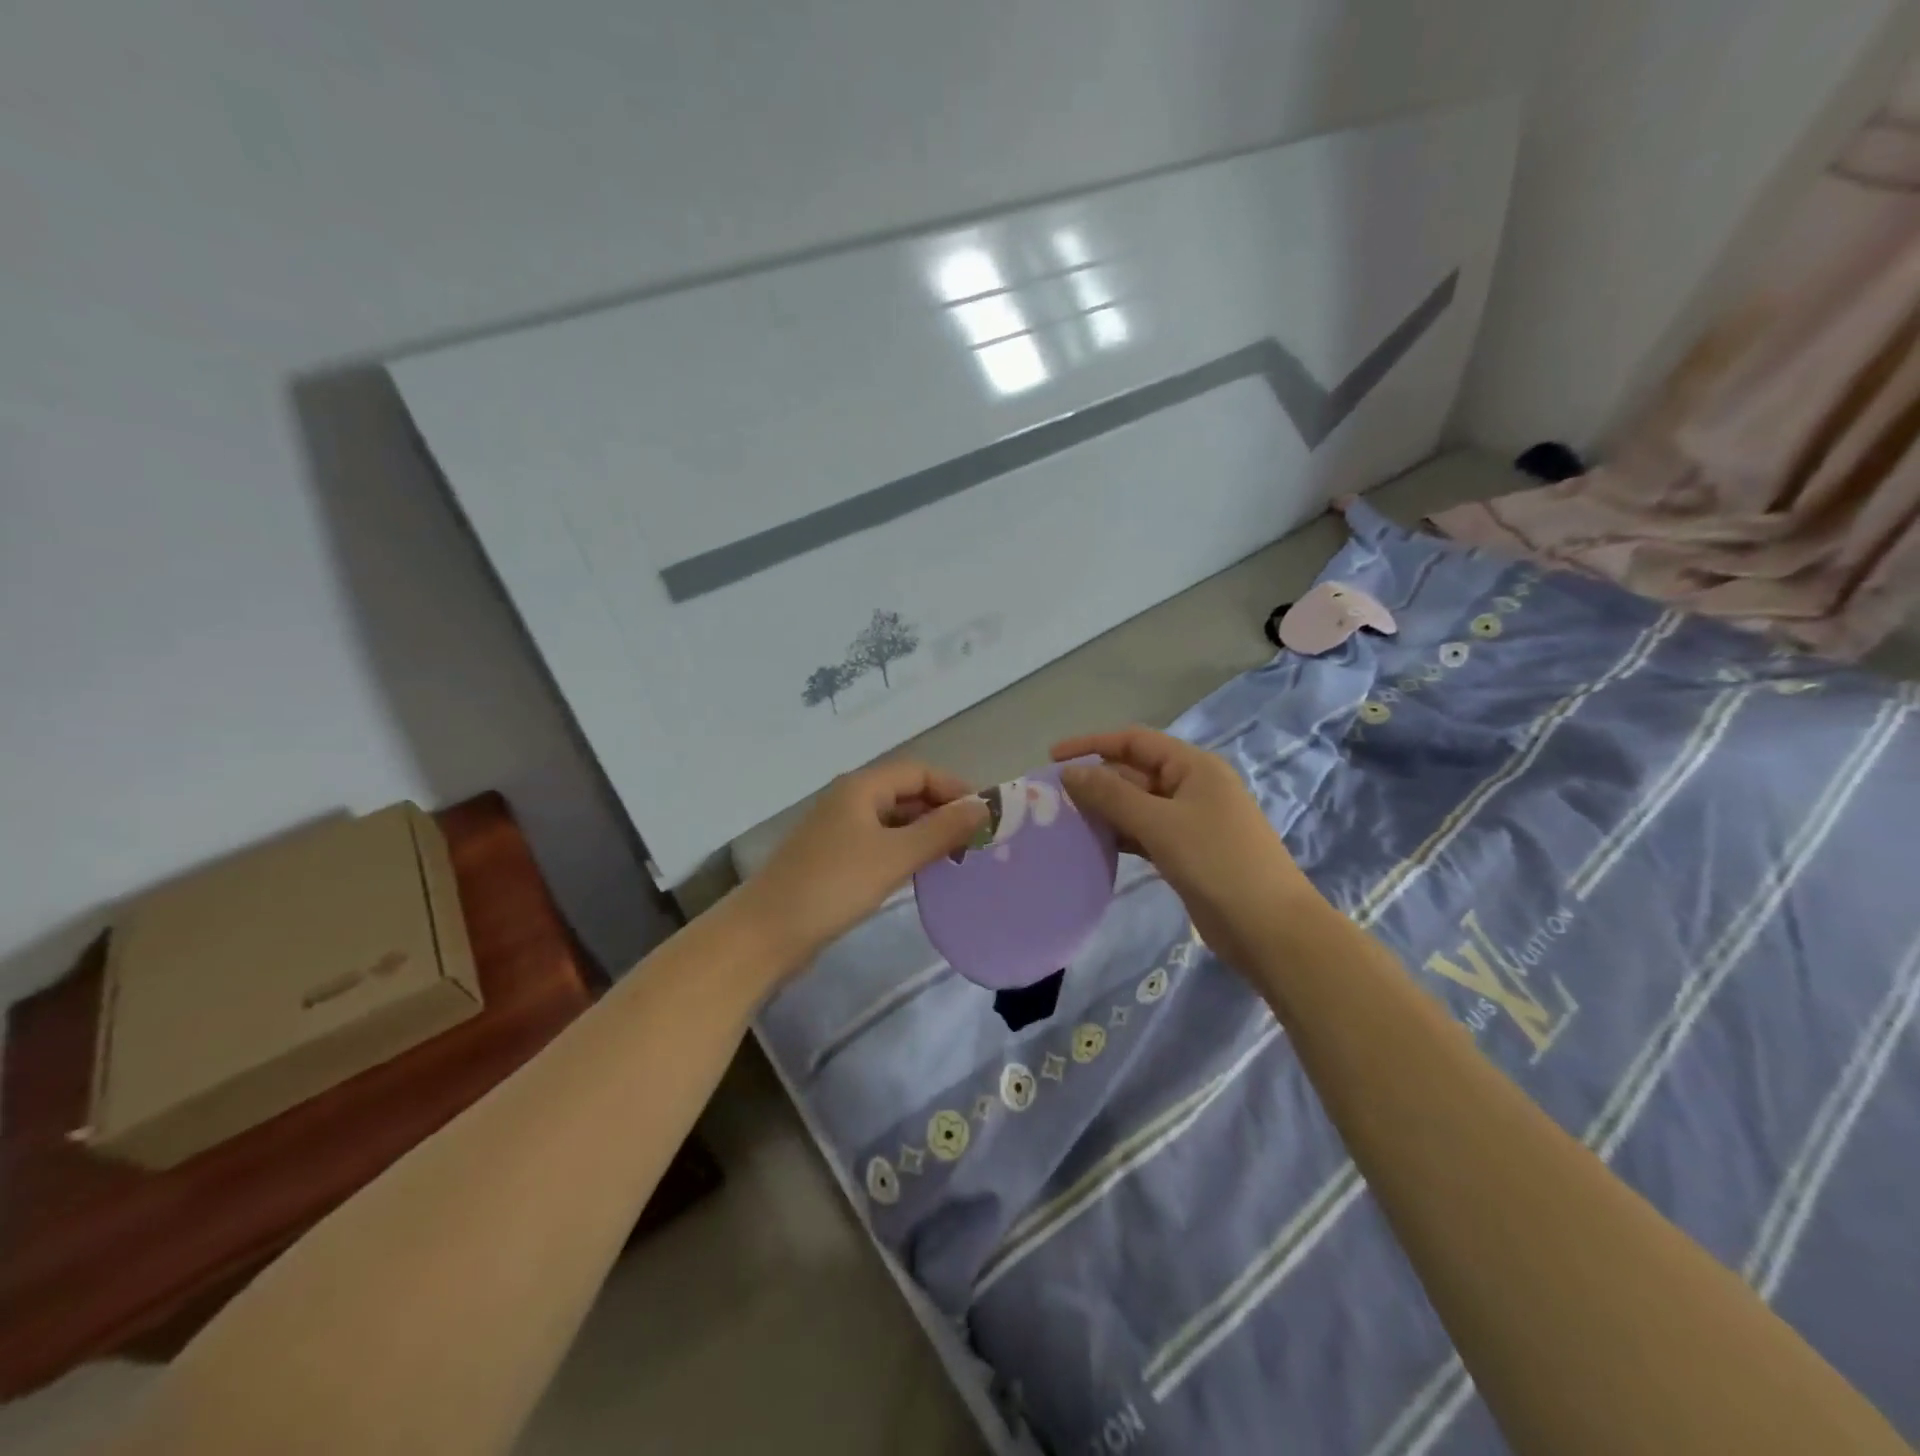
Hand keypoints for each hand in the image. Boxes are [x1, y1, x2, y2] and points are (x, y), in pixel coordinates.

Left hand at [737, 760, 987, 970]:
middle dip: (943, 811)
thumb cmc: (833, 886)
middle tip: (979, 839)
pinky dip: (906, 850)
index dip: (955, 787)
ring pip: (895, 820)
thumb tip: (985, 807)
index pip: (919, 772)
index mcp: (862, 787)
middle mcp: (851, 800)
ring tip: (959, 857)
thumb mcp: (894, 855)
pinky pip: (881, 843)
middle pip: (907, 793)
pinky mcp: (835, 858)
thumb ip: (941, 830)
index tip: (987, 815)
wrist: (766, 932)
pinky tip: (924, 871)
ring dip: (926, 832)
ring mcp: (840, 830)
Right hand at [1054, 727, 1323, 971]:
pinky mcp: (1187, 852)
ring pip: (1137, 805)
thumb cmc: (1217, 863)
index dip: (1092, 744)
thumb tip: (1069, 772)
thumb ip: (1112, 795)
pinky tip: (1093, 845)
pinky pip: (1145, 833)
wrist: (1270, 928)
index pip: (1134, 741)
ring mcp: (1191, 821)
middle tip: (1051, 799)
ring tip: (1064, 821)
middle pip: (1134, 772)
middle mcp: (1192, 786)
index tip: (1052, 758)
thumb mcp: (1160, 823)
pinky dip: (1120, 835)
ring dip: (1104, 810)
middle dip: (1095, 781)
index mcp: (1193, 767)